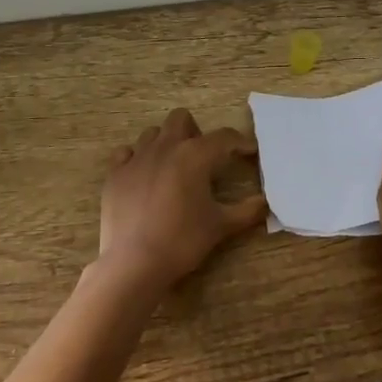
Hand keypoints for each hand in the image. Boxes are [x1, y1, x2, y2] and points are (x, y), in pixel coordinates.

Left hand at [98, 109, 268, 287]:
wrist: (135, 263)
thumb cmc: (183, 240)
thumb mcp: (221, 226)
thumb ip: (247, 211)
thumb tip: (265, 202)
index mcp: (195, 155)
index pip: (224, 137)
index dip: (240, 142)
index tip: (249, 153)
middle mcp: (165, 147)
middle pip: (181, 119)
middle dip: (196, 132)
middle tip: (203, 159)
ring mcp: (136, 158)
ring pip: (153, 133)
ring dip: (167, 143)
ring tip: (173, 167)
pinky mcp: (115, 174)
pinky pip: (127, 152)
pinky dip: (138, 158)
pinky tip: (144, 176)